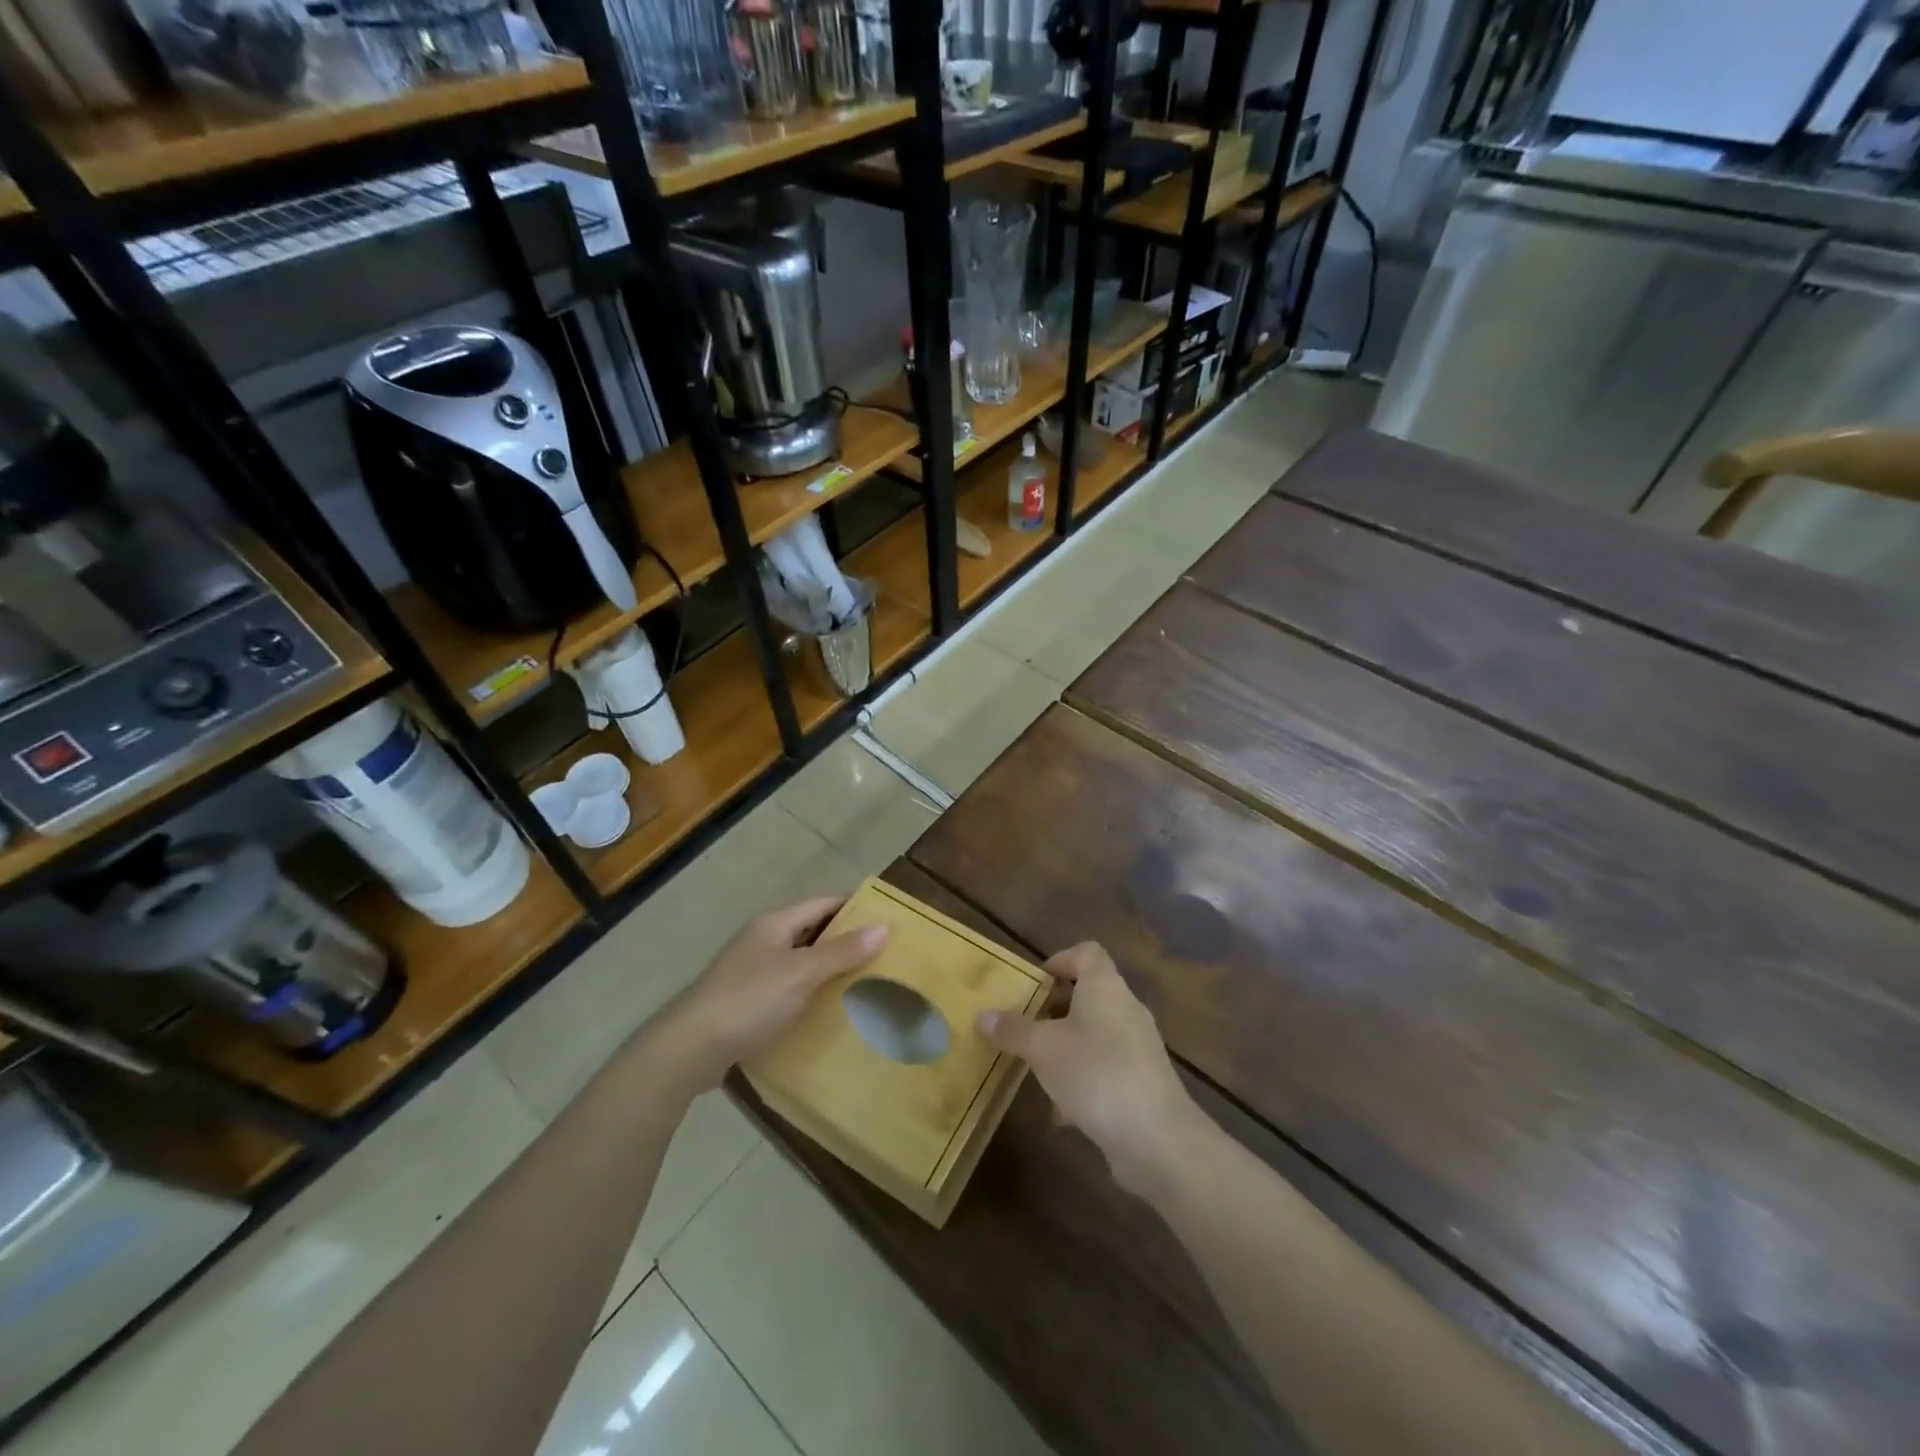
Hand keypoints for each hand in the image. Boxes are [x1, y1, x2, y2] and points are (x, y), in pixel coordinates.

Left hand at [654, 897, 886, 1090]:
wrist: (690, 1048)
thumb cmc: (748, 1000)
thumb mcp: (800, 973)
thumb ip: (841, 952)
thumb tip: (883, 927)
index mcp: (775, 923)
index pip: (824, 903)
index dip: (856, 907)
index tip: (889, 918)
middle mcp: (764, 940)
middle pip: (814, 931)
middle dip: (847, 940)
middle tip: (886, 954)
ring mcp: (753, 971)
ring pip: (802, 961)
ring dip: (831, 968)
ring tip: (868, 982)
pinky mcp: (748, 1001)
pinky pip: (790, 987)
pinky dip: (812, 992)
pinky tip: (831, 1009)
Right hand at [976, 942, 1202, 1197]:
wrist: (1156, 1138)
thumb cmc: (1096, 1073)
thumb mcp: (1043, 1049)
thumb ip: (1013, 1030)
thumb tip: (982, 1015)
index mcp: (1105, 987)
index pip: (1087, 953)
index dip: (1060, 960)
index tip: (1033, 983)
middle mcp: (1126, 1009)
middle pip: (1089, 994)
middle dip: (1054, 1010)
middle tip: (1024, 1027)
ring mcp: (1138, 1047)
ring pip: (1095, 1034)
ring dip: (1066, 1047)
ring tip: (1036, 1068)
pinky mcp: (1143, 1082)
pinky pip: (1106, 1069)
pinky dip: (1083, 1081)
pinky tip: (1060, 1112)